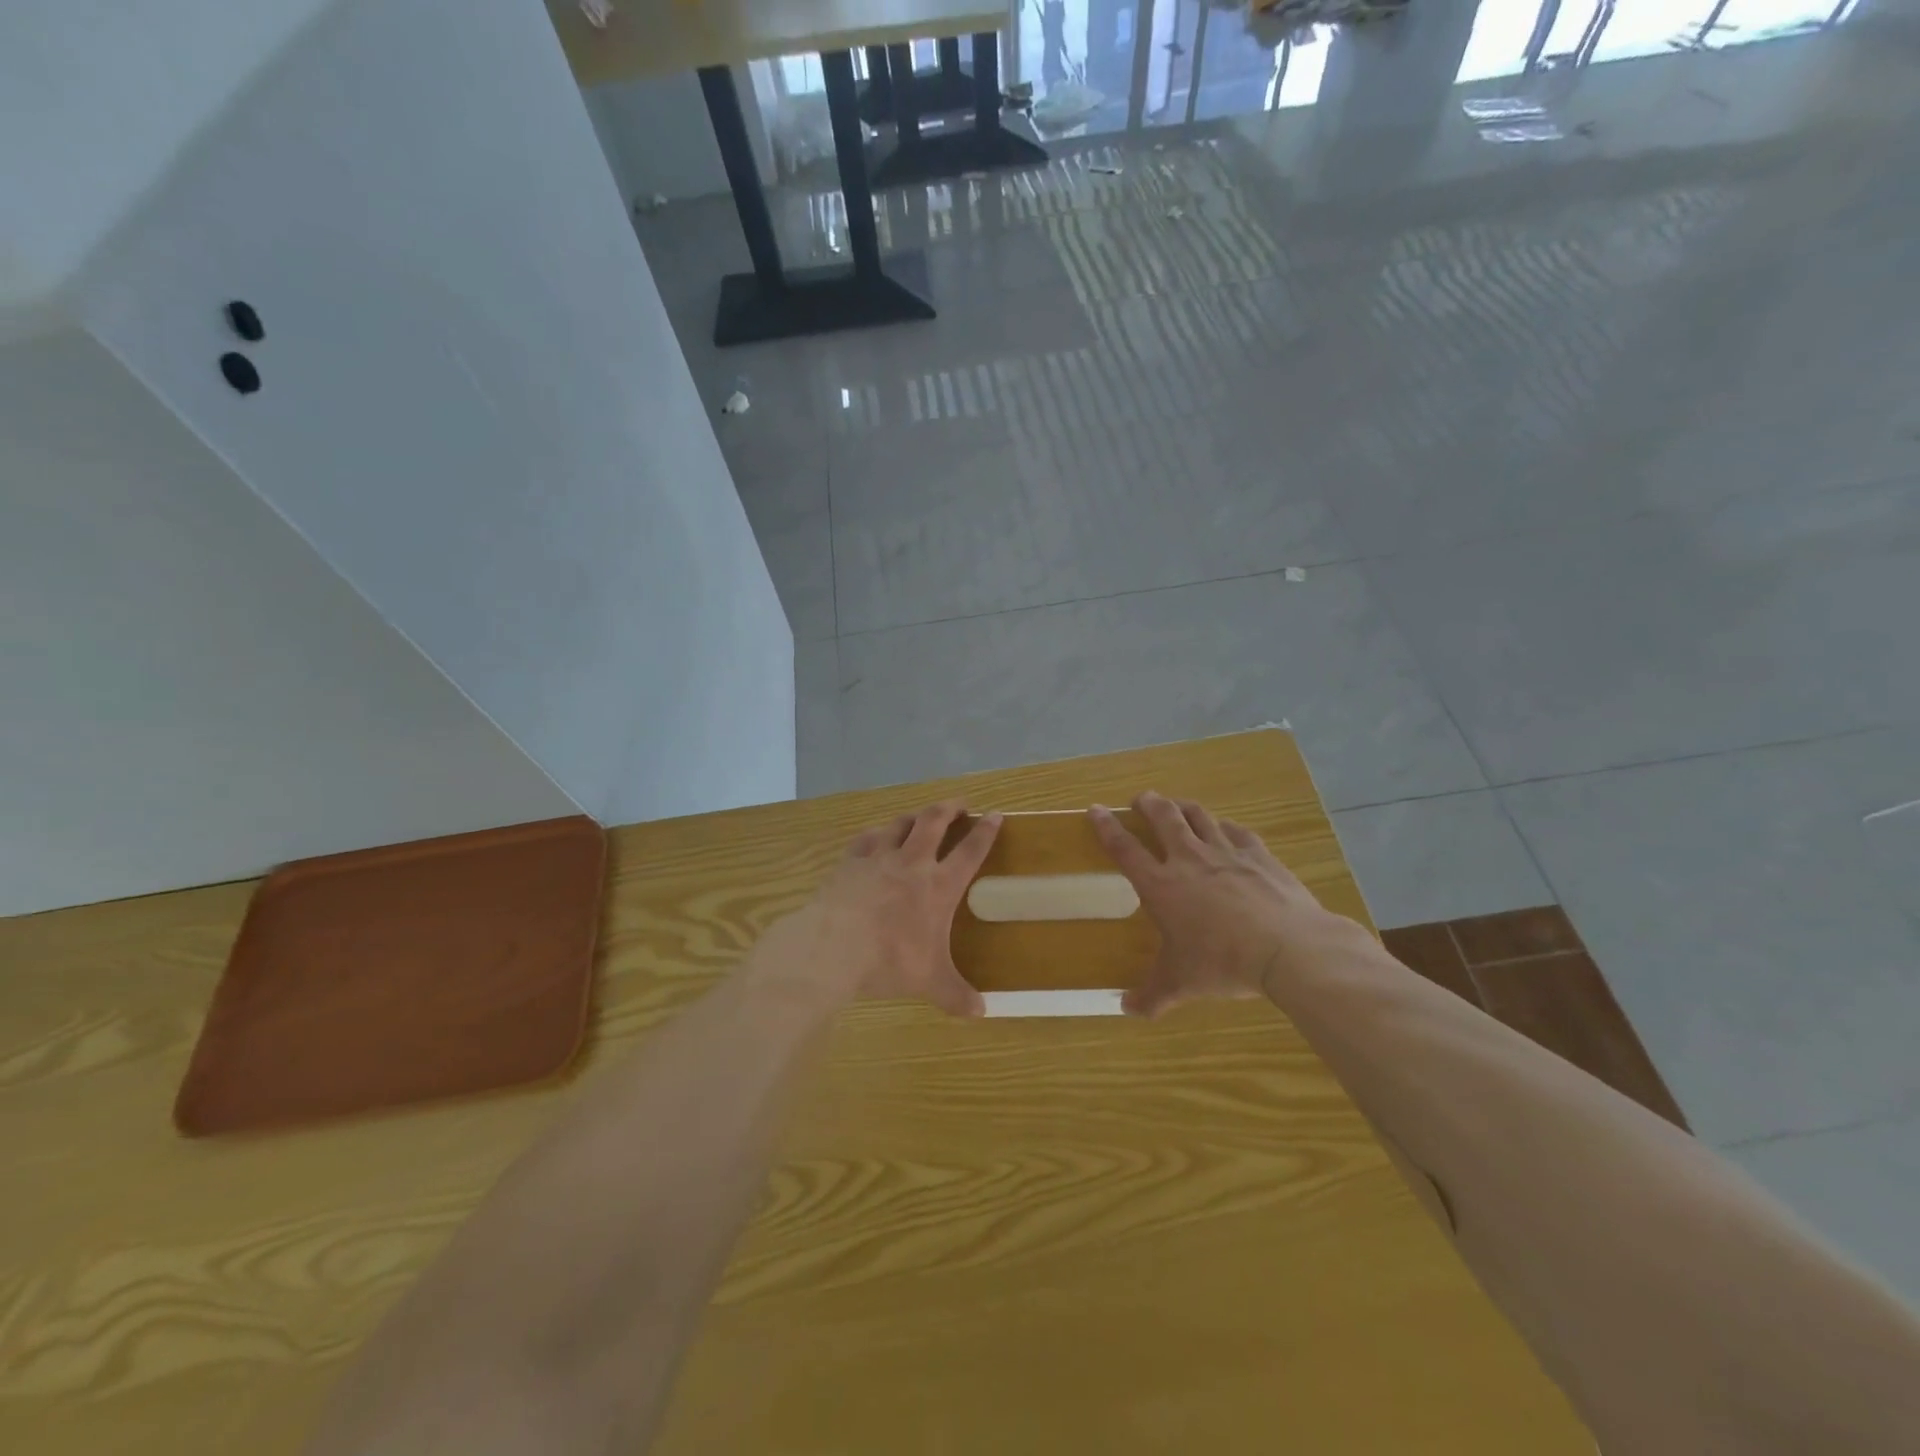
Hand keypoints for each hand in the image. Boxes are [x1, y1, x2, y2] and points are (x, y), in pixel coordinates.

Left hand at [773, 800, 1000, 1016]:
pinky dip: (876, 834)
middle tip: (959, 804)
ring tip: (921, 816)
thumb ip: (955, 995)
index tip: (995, 815)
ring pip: (901, 824)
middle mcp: (912, 863)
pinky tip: (876, 836)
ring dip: (914, 816)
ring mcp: (878, 857)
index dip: (985, 832)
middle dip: (950, 809)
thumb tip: (982, 1013)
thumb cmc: (889, 960)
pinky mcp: (850, 861)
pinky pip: (866, 838)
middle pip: (934, 822)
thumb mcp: (929, 981)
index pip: (970, 851)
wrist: (833, 945)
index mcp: (939, 886)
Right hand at [1090, 791, 1351, 1017]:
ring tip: (1177, 807)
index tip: (1095, 809)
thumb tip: (1127, 1009)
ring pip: (1199, 816)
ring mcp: (1226, 852)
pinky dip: (1225, 827)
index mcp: (1161, 885)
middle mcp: (1189, 859)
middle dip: (1148, 804)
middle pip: (1163, 817)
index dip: (1106, 827)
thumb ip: (1152, 995)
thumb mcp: (1181, 983)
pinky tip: (1226, 830)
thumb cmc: (1223, 963)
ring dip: (1184, 807)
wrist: (1288, 949)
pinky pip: (1237, 831)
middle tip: (1140, 800)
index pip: (1124, 848)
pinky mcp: (1259, 855)